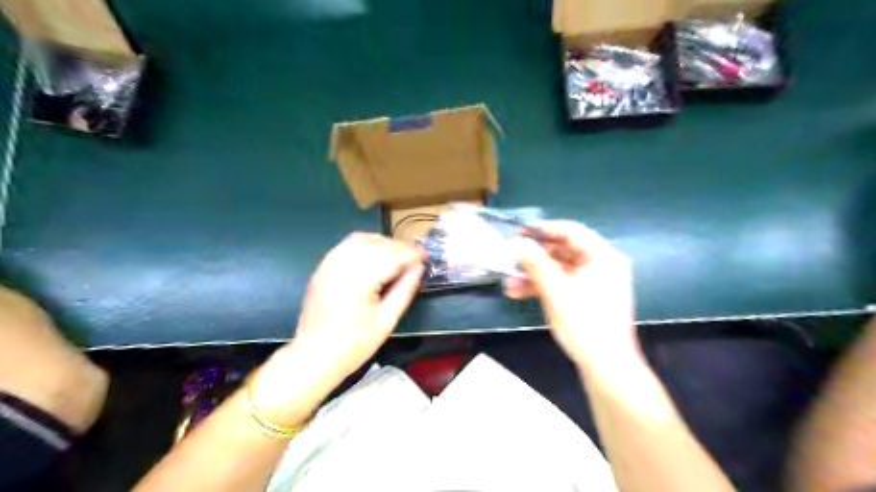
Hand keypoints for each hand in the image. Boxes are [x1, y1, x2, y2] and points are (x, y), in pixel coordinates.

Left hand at [250, 233, 423, 424]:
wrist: (315, 355)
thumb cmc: (354, 344)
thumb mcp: (387, 320)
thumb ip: (405, 289)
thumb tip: (418, 268)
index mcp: (358, 281)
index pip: (391, 257)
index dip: (411, 254)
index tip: (426, 255)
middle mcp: (342, 266)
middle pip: (377, 244)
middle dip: (399, 247)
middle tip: (415, 256)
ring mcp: (329, 264)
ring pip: (361, 239)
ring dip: (382, 242)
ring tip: (397, 254)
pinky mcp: (323, 267)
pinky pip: (346, 245)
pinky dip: (365, 244)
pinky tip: (375, 254)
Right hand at [502, 221, 641, 368]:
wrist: (606, 367)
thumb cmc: (585, 324)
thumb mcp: (556, 291)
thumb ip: (536, 263)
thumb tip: (517, 242)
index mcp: (603, 257)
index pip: (571, 231)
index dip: (544, 229)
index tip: (519, 233)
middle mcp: (601, 265)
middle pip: (563, 251)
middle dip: (534, 257)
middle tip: (510, 258)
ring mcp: (593, 283)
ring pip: (559, 269)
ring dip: (533, 274)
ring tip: (509, 282)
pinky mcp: (586, 298)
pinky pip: (562, 284)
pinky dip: (542, 287)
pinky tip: (519, 293)